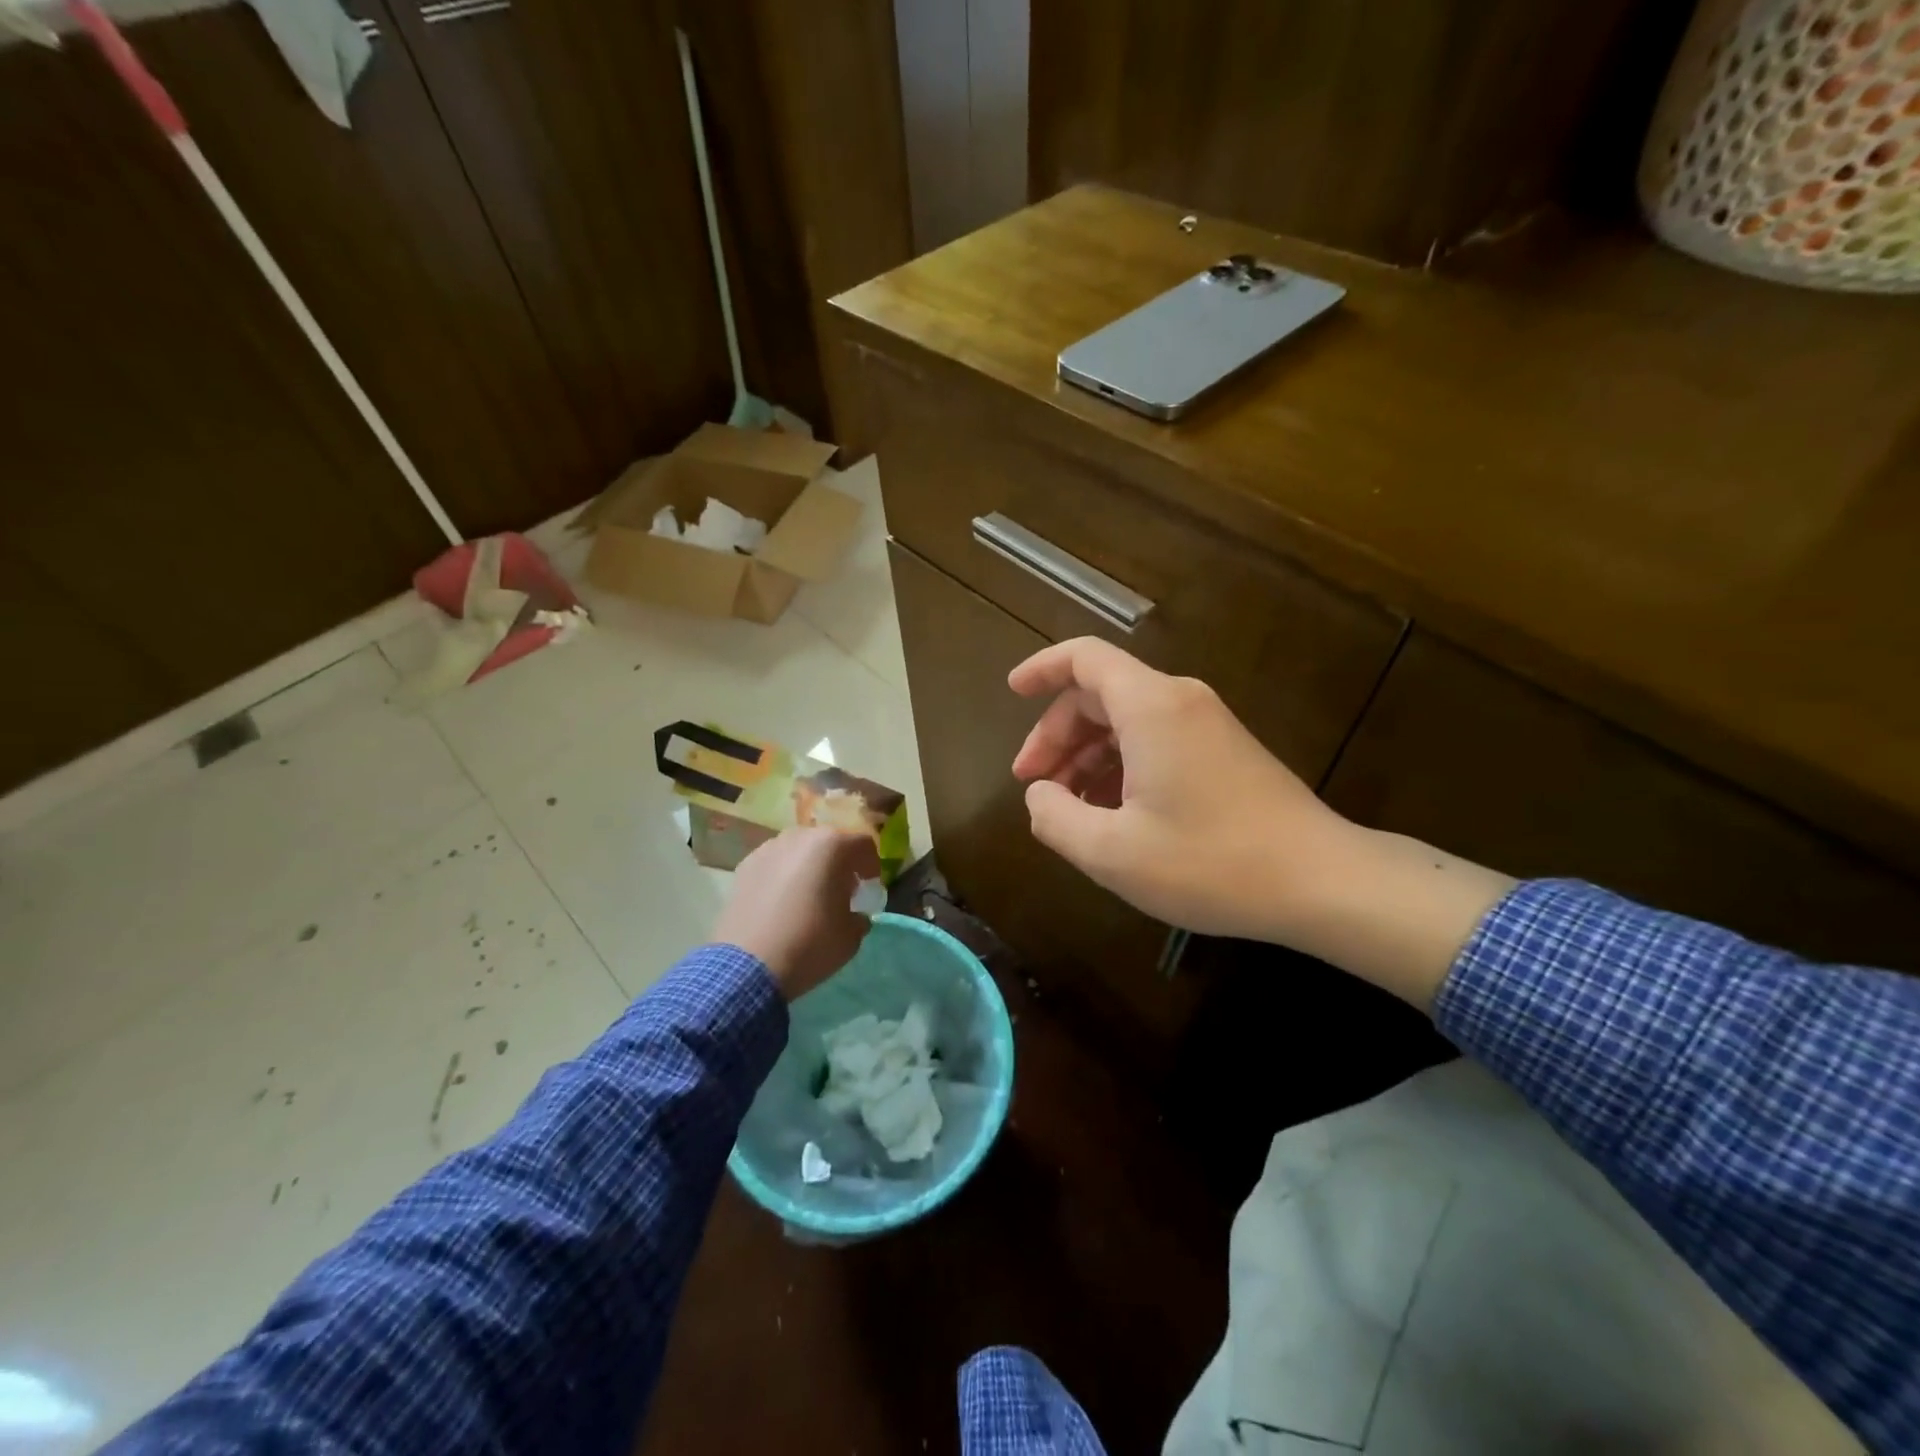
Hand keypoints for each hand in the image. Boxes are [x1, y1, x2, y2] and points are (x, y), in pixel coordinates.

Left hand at [711, 828, 881, 999]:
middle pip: (829, 843)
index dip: (871, 867)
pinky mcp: (745, 865)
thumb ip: (859, 917)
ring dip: (809, 868)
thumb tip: (854, 915)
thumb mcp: (851, 936)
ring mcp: (768, 848)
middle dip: (839, 864)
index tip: (868, 890)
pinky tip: (780, 905)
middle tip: (840, 892)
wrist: (748, 965)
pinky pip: (774, 865)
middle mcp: (800, 836)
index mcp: (832, 845)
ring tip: (807, 897)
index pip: (863, 845)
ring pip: (799, 851)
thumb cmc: (810, 944)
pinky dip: (783, 877)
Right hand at [1008, 637, 1348, 941]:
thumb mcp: (1111, 852)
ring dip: (1087, 756)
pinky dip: (1121, 766)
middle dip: (1057, 736)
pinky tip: (1113, 813)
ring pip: (1127, 721)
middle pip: (1100, 694)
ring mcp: (1207, 725)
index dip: (1042, 669)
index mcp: (1150, 707)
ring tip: (1068, 809)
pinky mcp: (1224, 752)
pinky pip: (1157, 741)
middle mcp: (1180, 701)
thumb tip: (1039, 796)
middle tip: (1034, 786)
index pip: (1084, 657)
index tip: (1012, 692)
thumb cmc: (1210, 863)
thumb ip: (1055, 818)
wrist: (1321, 883)